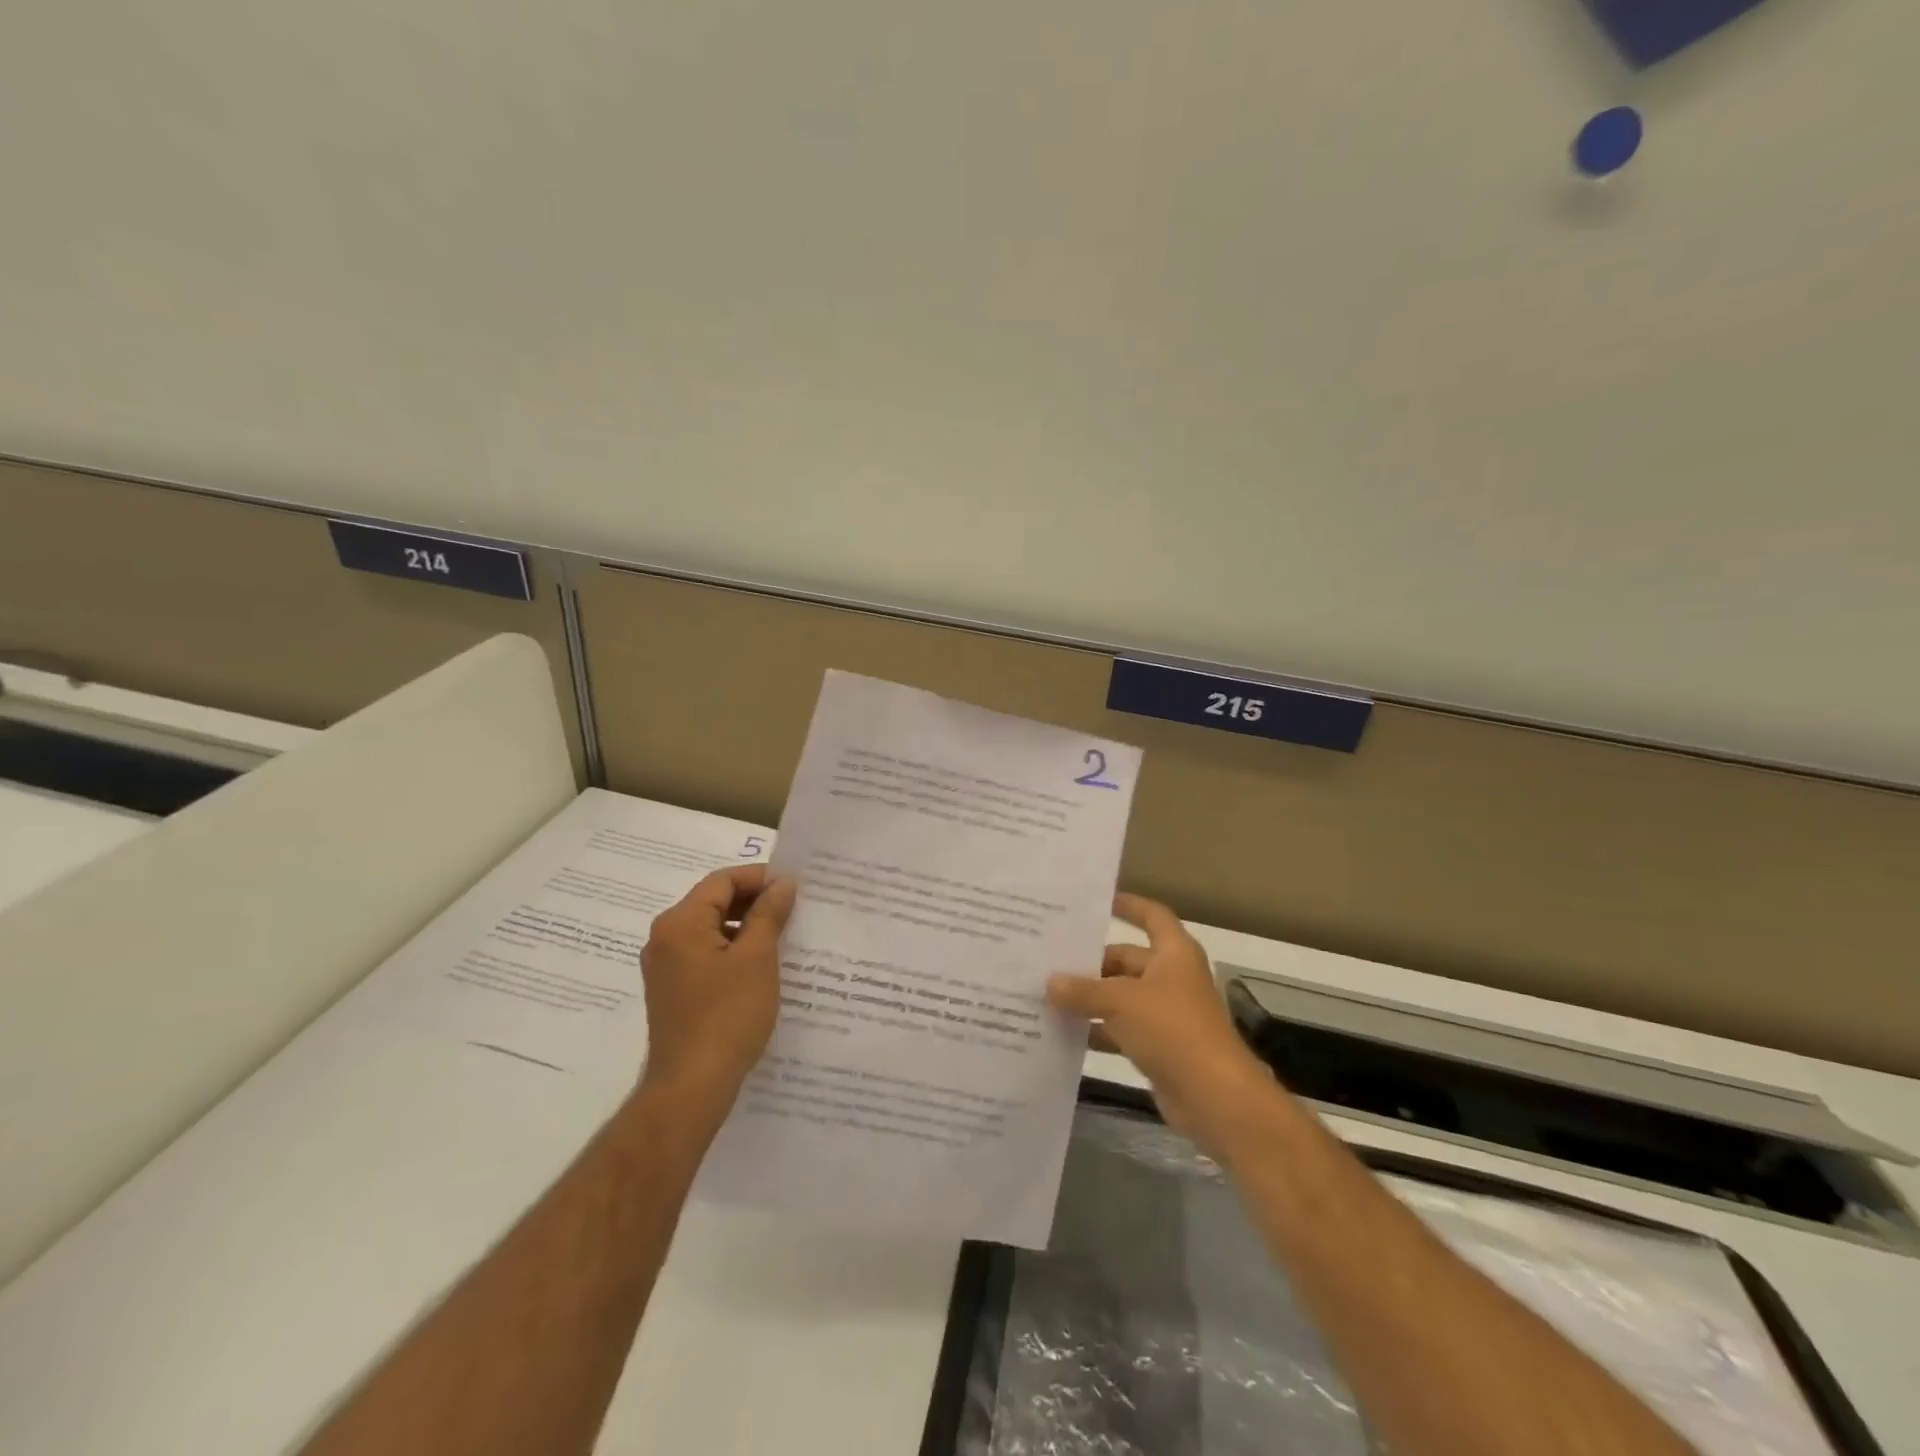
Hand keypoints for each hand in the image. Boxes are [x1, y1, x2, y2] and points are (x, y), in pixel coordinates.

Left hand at [637, 866, 796, 1124]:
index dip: (760, 877)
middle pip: (714, 902)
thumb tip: (782, 883)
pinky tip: (764, 965)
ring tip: (785, 934)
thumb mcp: (757, 958)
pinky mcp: (673, 990)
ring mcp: (666, 967)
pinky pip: (706, 954)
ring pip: (711, 929)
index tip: (795, 886)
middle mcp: (665, 938)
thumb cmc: (727, 1015)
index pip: (722, 881)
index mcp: (680, 923)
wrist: (692, 1086)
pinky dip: (734, 950)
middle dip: (754, 901)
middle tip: (795, 908)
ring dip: (747, 927)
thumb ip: (769, 914)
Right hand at [1048, 893, 1274, 1158]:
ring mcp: (1166, 1014)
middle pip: (1128, 960)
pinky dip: (1098, 1031)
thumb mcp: (1121, 1002)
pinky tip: (1065, 1034)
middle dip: (1092, 962)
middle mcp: (1172, 978)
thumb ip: (1083, 991)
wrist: (1215, 1098)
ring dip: (1091, 999)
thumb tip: (1050, 983)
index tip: (1098, 903)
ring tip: (1047, 995)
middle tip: (1050, 960)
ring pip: (1121, 997)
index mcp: (1174, 953)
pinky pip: (1121, 1030)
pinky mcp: (1160, 1047)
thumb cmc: (1172, 1030)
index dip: (1129, 905)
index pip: (1152, 916)